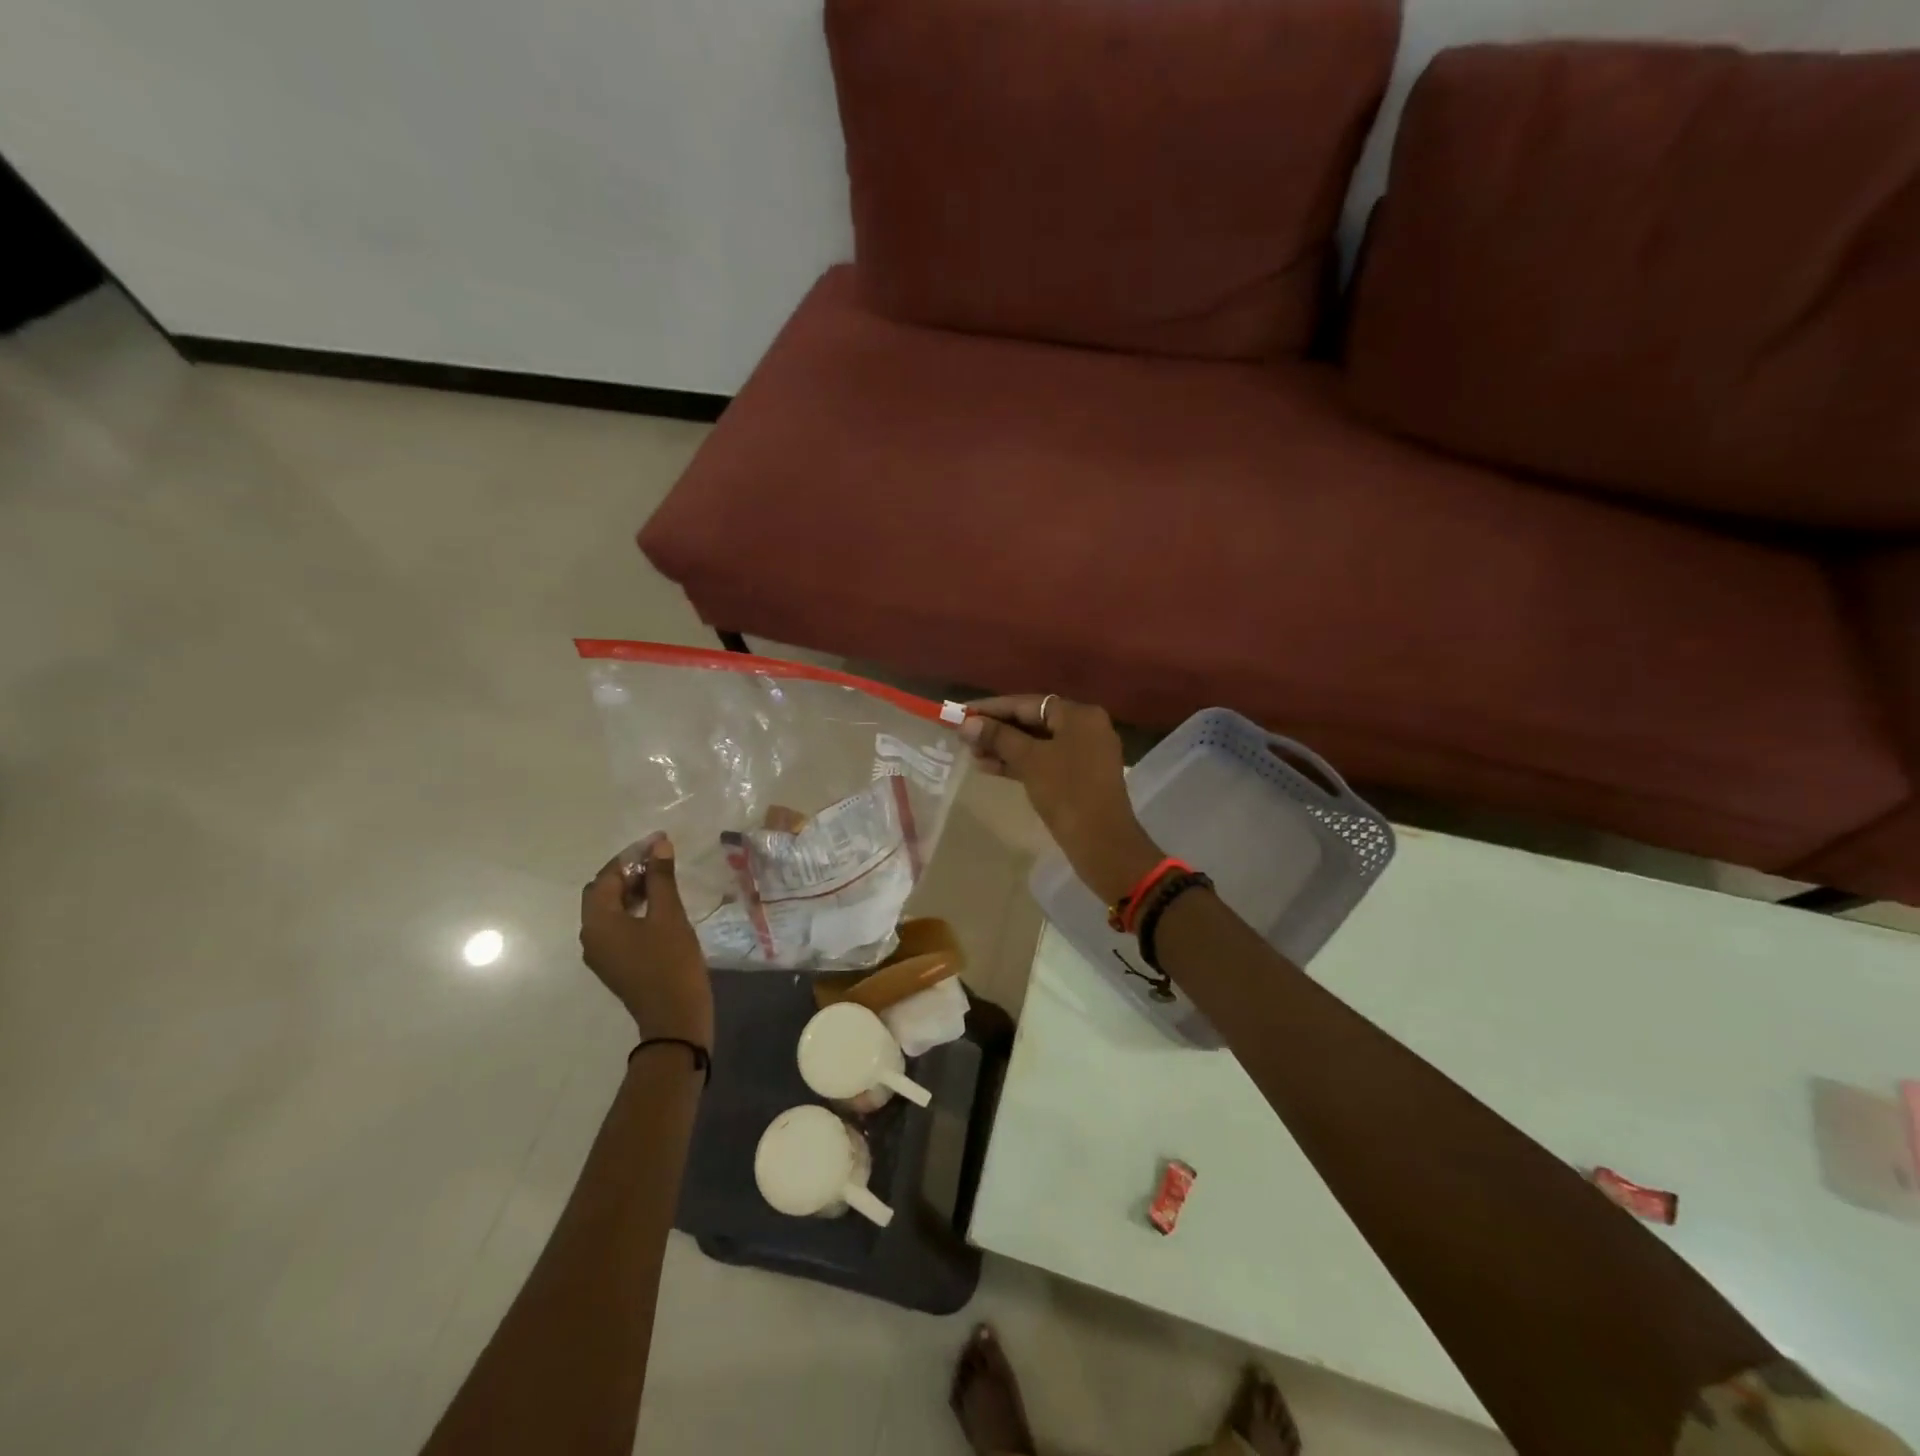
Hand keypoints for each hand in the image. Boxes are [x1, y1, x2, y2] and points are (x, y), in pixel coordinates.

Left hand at [579, 836, 713, 1049]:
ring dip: (632, 889)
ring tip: (663, 877)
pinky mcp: (616, 962)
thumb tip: (658, 846)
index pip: (606, 877)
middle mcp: (591, 935)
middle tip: (661, 858)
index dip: (631, 856)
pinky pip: (618, 926)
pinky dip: (634, 909)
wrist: (675, 1017)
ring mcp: (602, 952)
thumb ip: (661, 878)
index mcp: (598, 922)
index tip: (658, 841)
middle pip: (603, 892)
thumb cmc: (671, 962)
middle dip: (629, 872)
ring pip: (610, 909)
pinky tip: (659, 904)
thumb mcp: (669, 915)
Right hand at [960, 695, 1162, 903]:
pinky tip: (990, 769)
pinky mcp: (1079, 777)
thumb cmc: (1066, 792)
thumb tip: (967, 723)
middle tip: (963, 737)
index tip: (961, 713)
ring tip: (971, 754)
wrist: (1102, 842)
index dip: (991, 708)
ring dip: (1004, 748)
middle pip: (1032, 721)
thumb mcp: (1029, 760)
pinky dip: (1020, 763)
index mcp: (1079, 715)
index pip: (1027, 703)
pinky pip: (1044, 761)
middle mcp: (1085, 727)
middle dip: (997, 730)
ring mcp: (1084, 754)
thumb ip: (998, 737)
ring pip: (1037, 743)